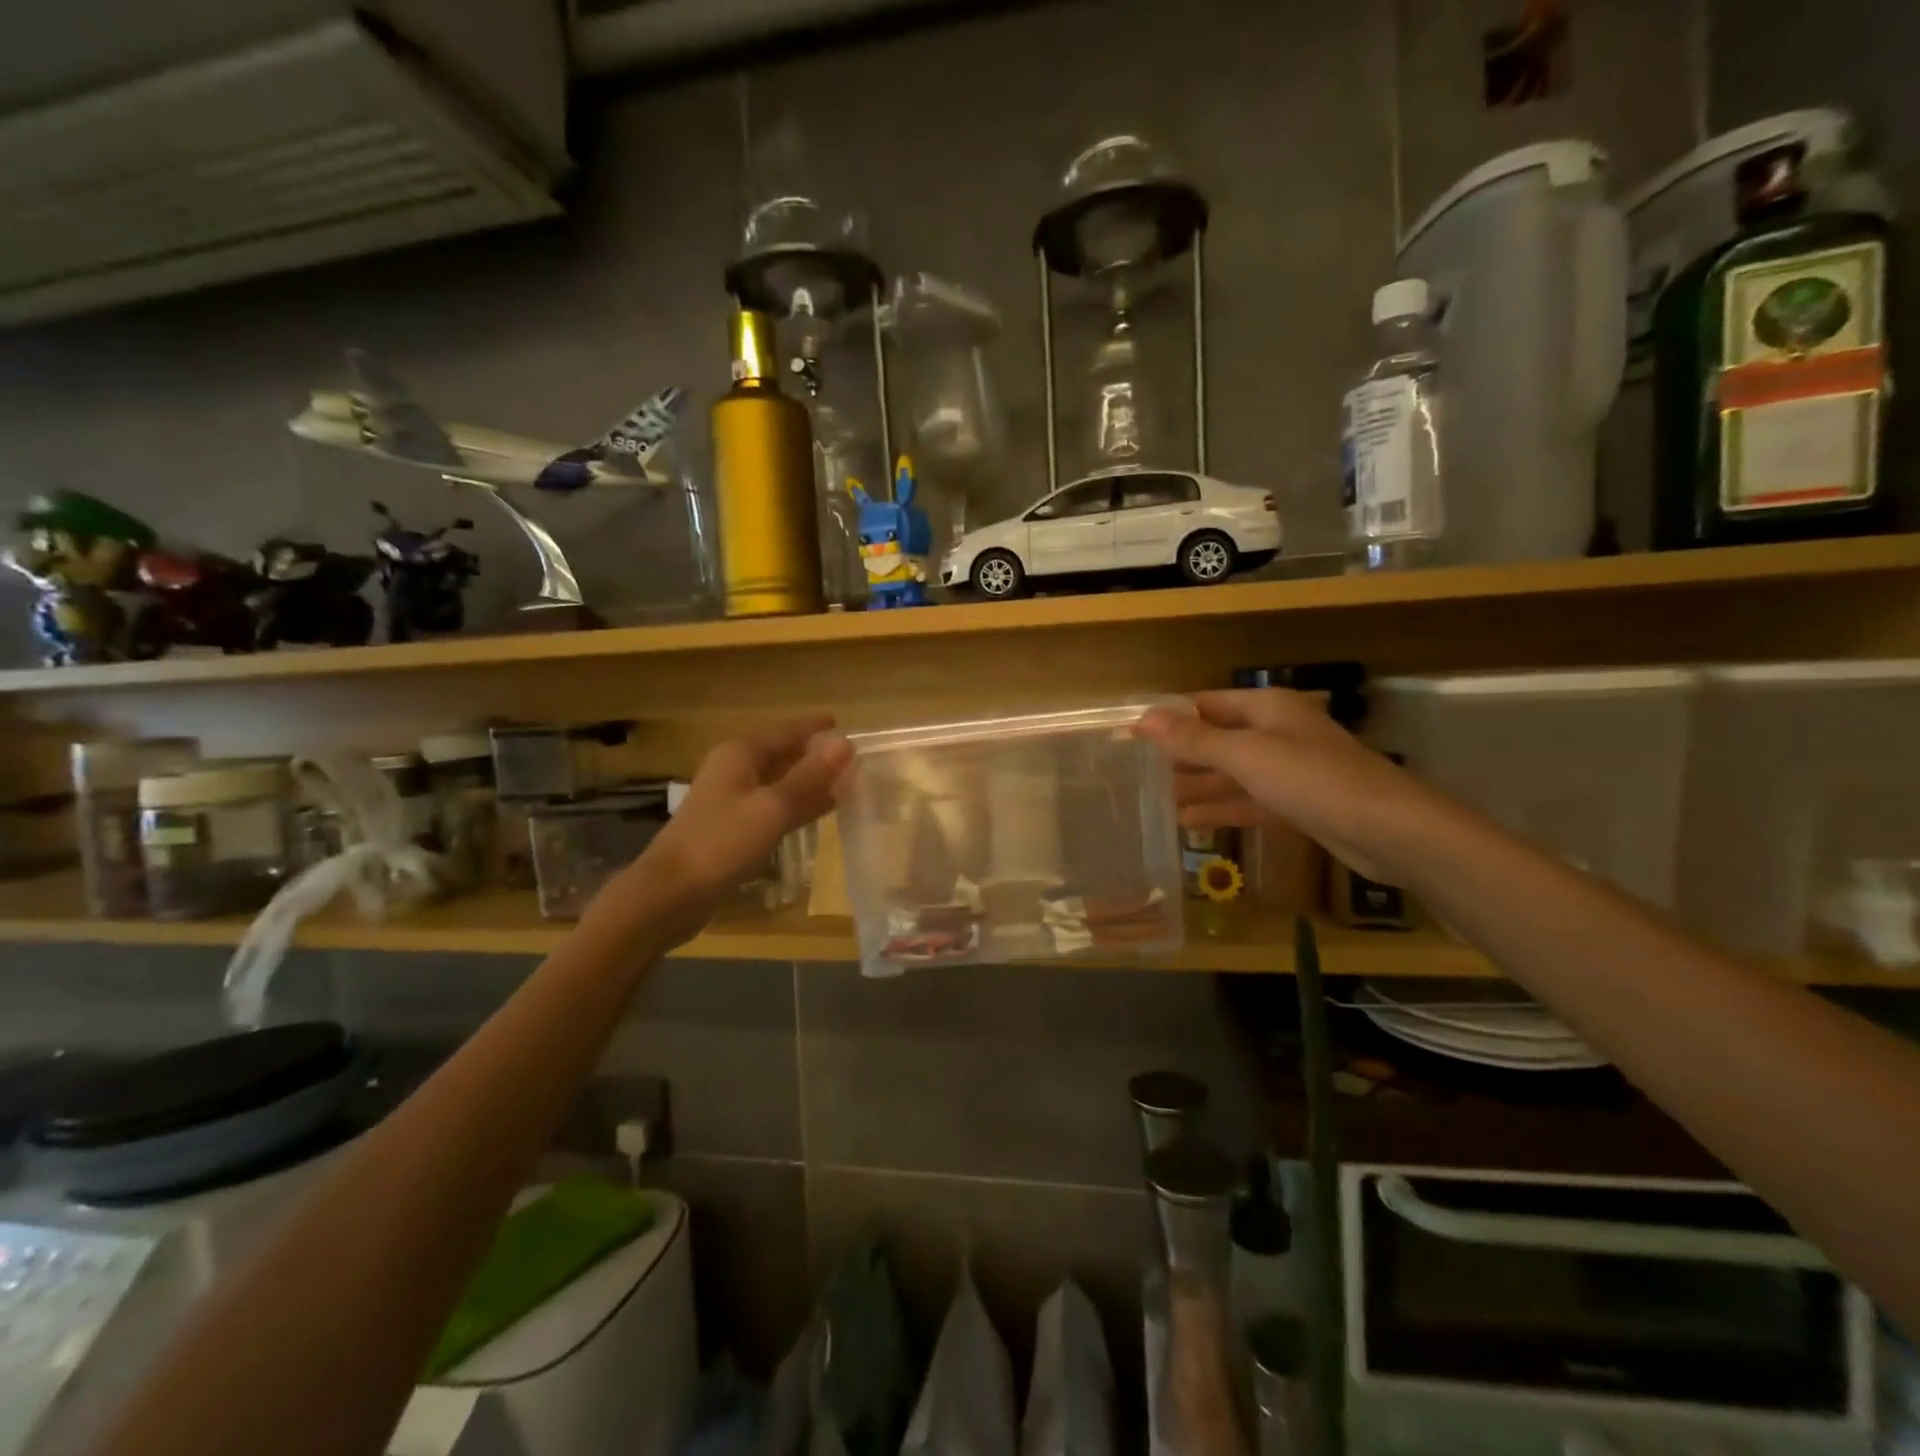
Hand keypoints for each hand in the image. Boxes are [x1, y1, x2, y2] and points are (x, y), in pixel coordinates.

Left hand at [623, 718, 851, 943]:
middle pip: (783, 755)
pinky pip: (774, 807)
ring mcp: (732, 800)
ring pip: (780, 782)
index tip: (846, 726)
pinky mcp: (733, 829)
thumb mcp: (773, 807)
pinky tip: (819, 813)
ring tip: (847, 783)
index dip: (816, 729)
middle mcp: (735, 770)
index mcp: (741, 754)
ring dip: (810, 782)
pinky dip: (798, 805)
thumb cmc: (722, 843)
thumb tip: (845, 743)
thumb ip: (810, 776)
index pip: (787, 731)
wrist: (670, 893)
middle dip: (817, 756)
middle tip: (855, 759)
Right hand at [1137, 689, 1439, 882]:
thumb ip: (1194, 740)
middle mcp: (1278, 733)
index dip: (1170, 718)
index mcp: (1268, 709)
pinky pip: (1250, 801)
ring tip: (1155, 800)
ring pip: (1232, 774)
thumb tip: (1144, 717)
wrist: (1390, 831)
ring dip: (1197, 785)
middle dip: (1181, 755)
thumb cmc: (1312, 780)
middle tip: (1138, 772)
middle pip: (1219, 739)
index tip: (1131, 735)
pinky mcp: (1299, 805)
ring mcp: (1290, 771)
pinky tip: (1189, 822)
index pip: (1207, 705)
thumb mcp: (1246, 756)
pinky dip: (1222, 809)